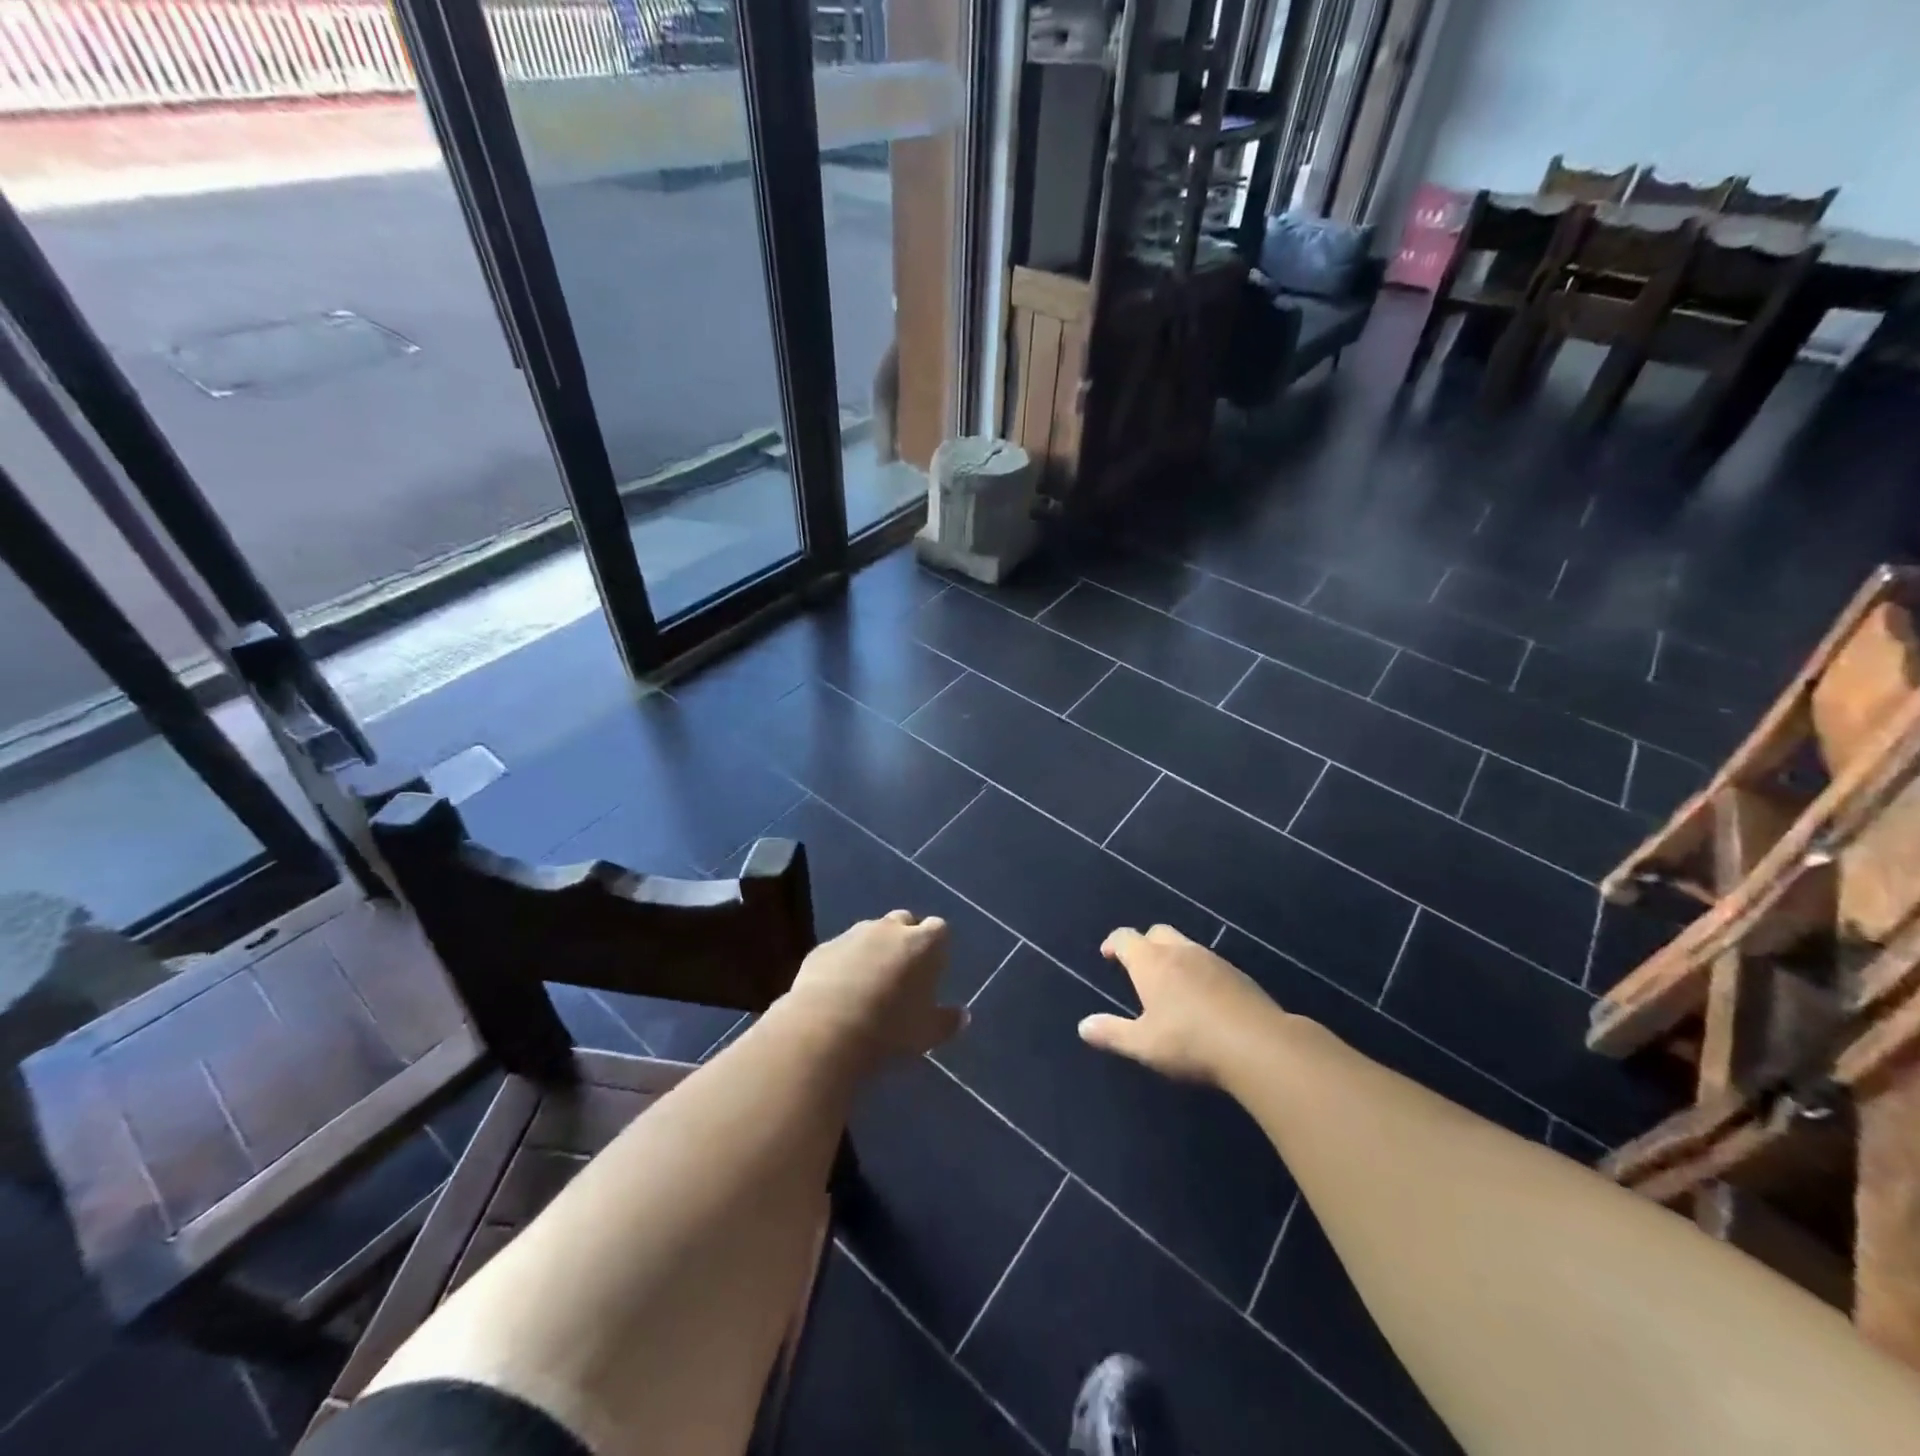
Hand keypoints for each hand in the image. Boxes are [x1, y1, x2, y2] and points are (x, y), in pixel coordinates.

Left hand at [781, 911, 962, 1067]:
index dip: (937, 946)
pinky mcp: (823, 948)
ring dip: (873, 950)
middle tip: (902, 971)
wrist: (825, 1030)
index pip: (939, 929)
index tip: (932, 969)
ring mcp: (853, 935)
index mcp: (923, 944)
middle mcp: (889, 929)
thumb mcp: (927, 1034)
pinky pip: (840, 950)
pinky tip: (838, 991)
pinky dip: (844, 963)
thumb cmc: (889, 1030)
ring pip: (869, 933)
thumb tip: (962, 1015)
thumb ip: (947, 1021)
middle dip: (905, 939)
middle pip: (903, 922)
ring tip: (868, 983)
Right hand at [1078, 925, 1285, 1084]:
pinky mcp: (1238, 975)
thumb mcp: (1144, 1044)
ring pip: (1185, 945)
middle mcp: (1180, 951)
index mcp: (1151, 962)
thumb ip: (1112, 1033)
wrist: (1258, 1045)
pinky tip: (1202, 997)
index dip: (1113, 943)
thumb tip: (1083, 1026)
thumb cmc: (1190, 1042)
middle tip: (1138, 967)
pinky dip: (1198, 971)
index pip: (1125, 938)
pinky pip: (1209, 963)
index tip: (1108, 955)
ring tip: (1170, 983)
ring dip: (1173, 956)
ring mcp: (1213, 960)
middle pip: (1157, 932)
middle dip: (1144, 944)